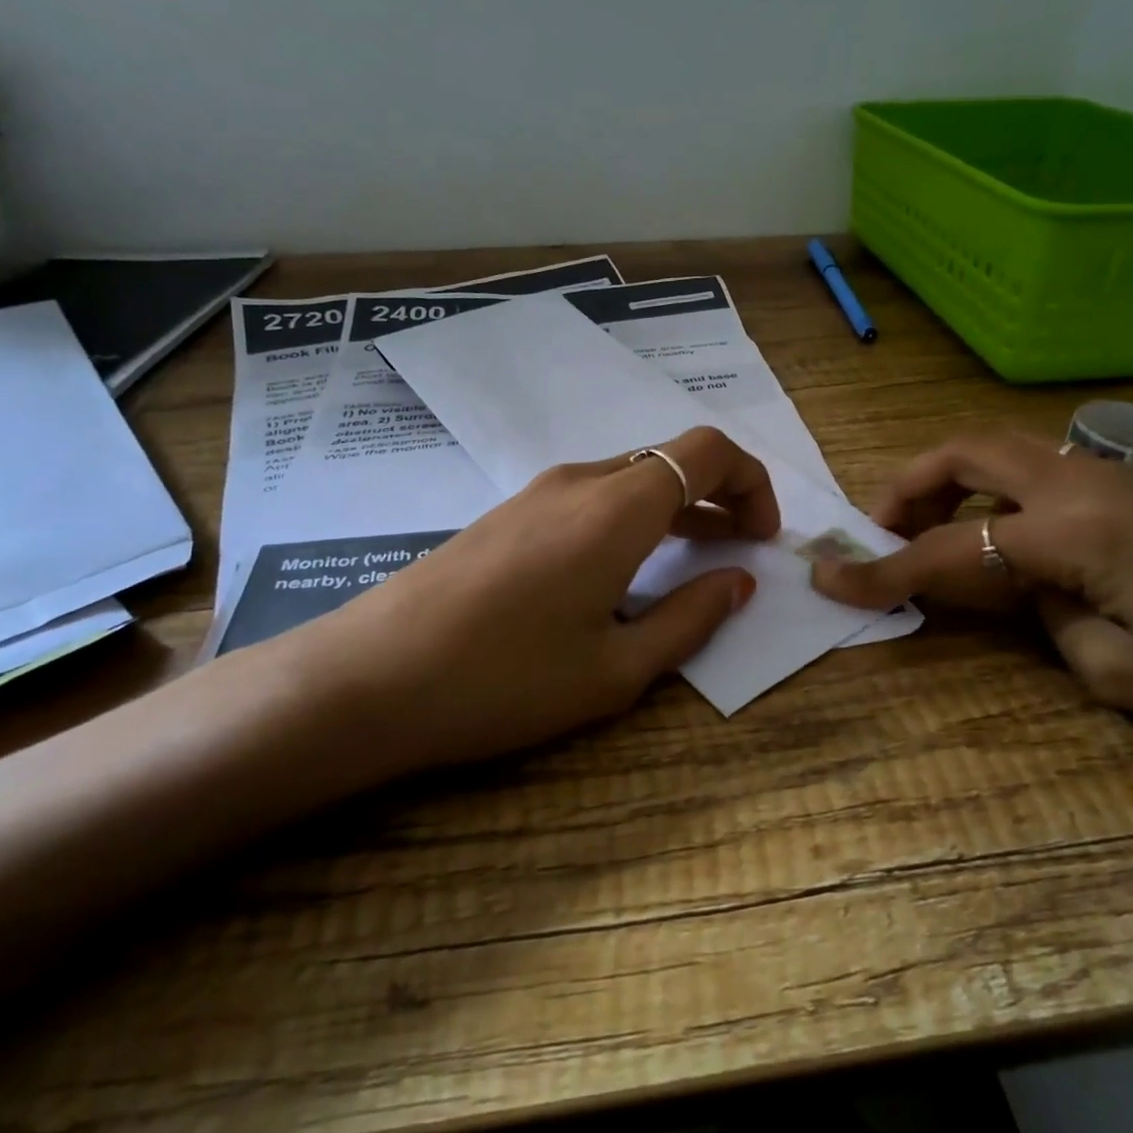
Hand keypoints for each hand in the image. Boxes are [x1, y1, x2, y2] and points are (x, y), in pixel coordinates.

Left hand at [279, 425, 778, 780]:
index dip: (751, 482)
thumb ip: (689, 619)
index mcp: (617, 508)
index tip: (762, 537)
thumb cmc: (504, 681)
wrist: (370, 678)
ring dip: (675, 507)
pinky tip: (623, 570)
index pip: (708, 451)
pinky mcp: (509, 513)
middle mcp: (581, 481)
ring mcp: (538, 492)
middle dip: (719, 496)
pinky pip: (592, 497)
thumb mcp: (614, 668)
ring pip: (631, 478)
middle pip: (671, 459)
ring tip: (693, 558)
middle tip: (740, 550)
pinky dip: (632, 517)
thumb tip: (737, 582)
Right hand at [809, 426, 1132, 750]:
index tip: (828, 579)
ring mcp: (1117, 481)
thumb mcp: (1125, 675)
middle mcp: (1085, 484)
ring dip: (954, 482)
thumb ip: (1049, 622)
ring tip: (934, 531)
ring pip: (1006, 453)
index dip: (883, 570)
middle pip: (969, 452)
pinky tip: (1007, 539)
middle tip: (879, 528)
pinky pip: (1043, 474)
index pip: (951, 548)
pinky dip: (998, 493)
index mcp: (1074, 530)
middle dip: (908, 484)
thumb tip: (1034, 591)